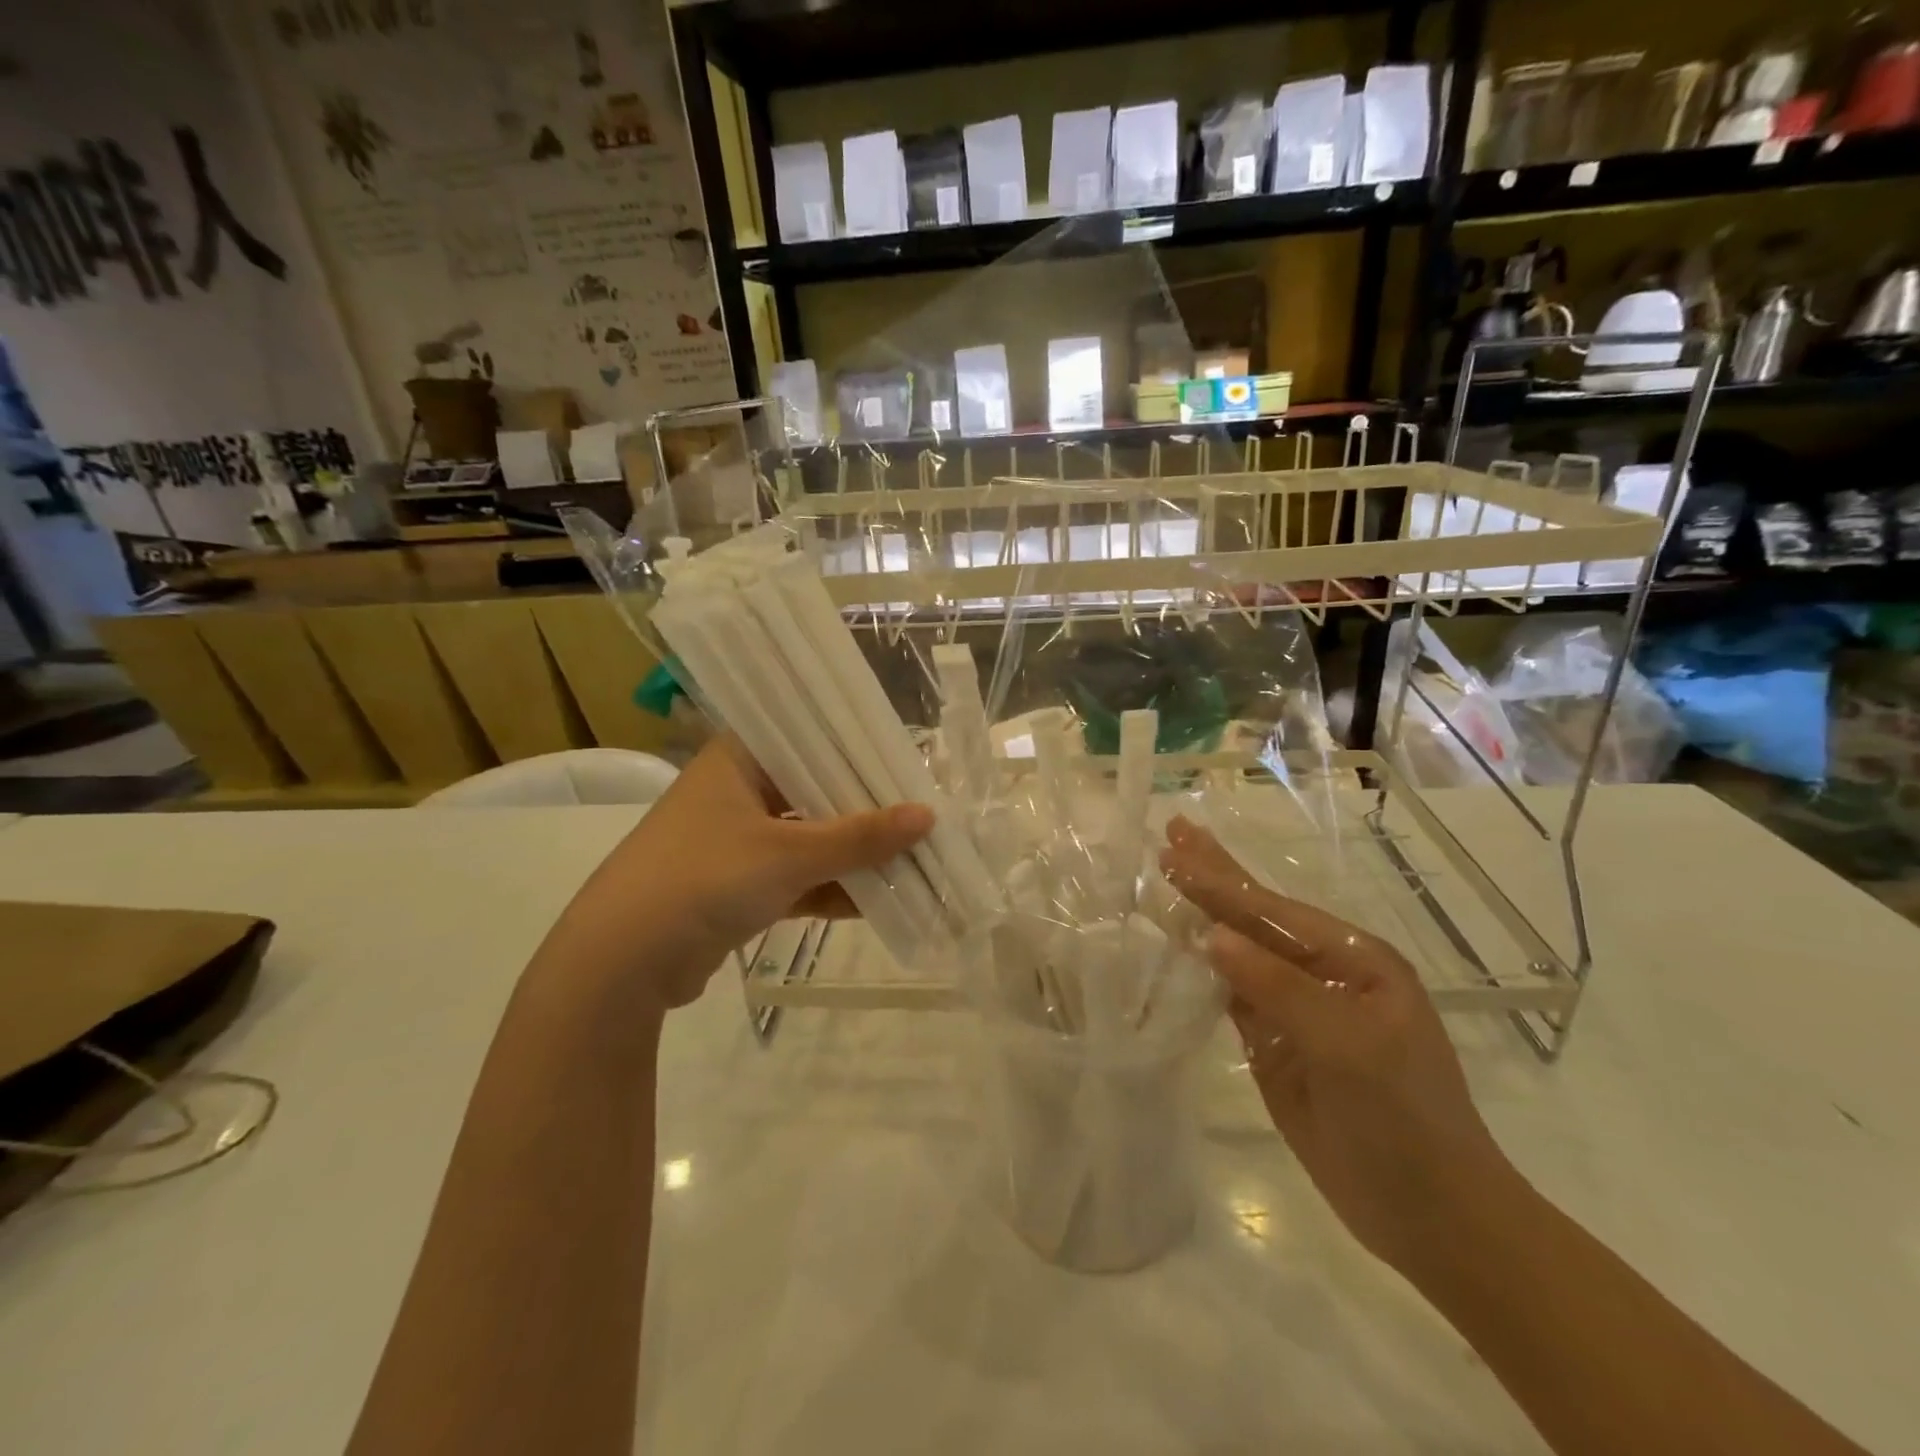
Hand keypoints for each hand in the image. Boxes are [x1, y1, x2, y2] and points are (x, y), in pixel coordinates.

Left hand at [554, 736, 932, 1010]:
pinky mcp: (738, 887)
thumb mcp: (789, 854)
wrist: (621, 963)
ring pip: (810, 839)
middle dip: (866, 810)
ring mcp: (737, 842)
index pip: (810, 737)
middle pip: (816, 792)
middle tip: (921, 814)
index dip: (860, 749)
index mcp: (739, 759)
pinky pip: (797, 878)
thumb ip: (861, 837)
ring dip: (853, 856)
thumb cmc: (704, 878)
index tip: (908, 760)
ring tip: (912, 861)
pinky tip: (877, 902)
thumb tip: (928, 816)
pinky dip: (830, 889)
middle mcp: (738, 791)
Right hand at [1159, 816, 1511, 1272]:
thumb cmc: (1403, 1118)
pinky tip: (1178, 944)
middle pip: (1255, 918)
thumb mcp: (1347, 1044)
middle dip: (1212, 876)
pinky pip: (1229, 995)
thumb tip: (1211, 935)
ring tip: (1165, 878)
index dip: (1220, 880)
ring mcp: (1296, 1009)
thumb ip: (1277, 986)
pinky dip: (1200, 969)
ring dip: (1200, 917)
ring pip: (1237, 953)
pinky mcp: (1274, 1044)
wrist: (1430, 1215)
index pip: (1272, 911)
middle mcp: (1322, 974)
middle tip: (1172, 833)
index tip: (1174, 847)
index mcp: (1353, 960)